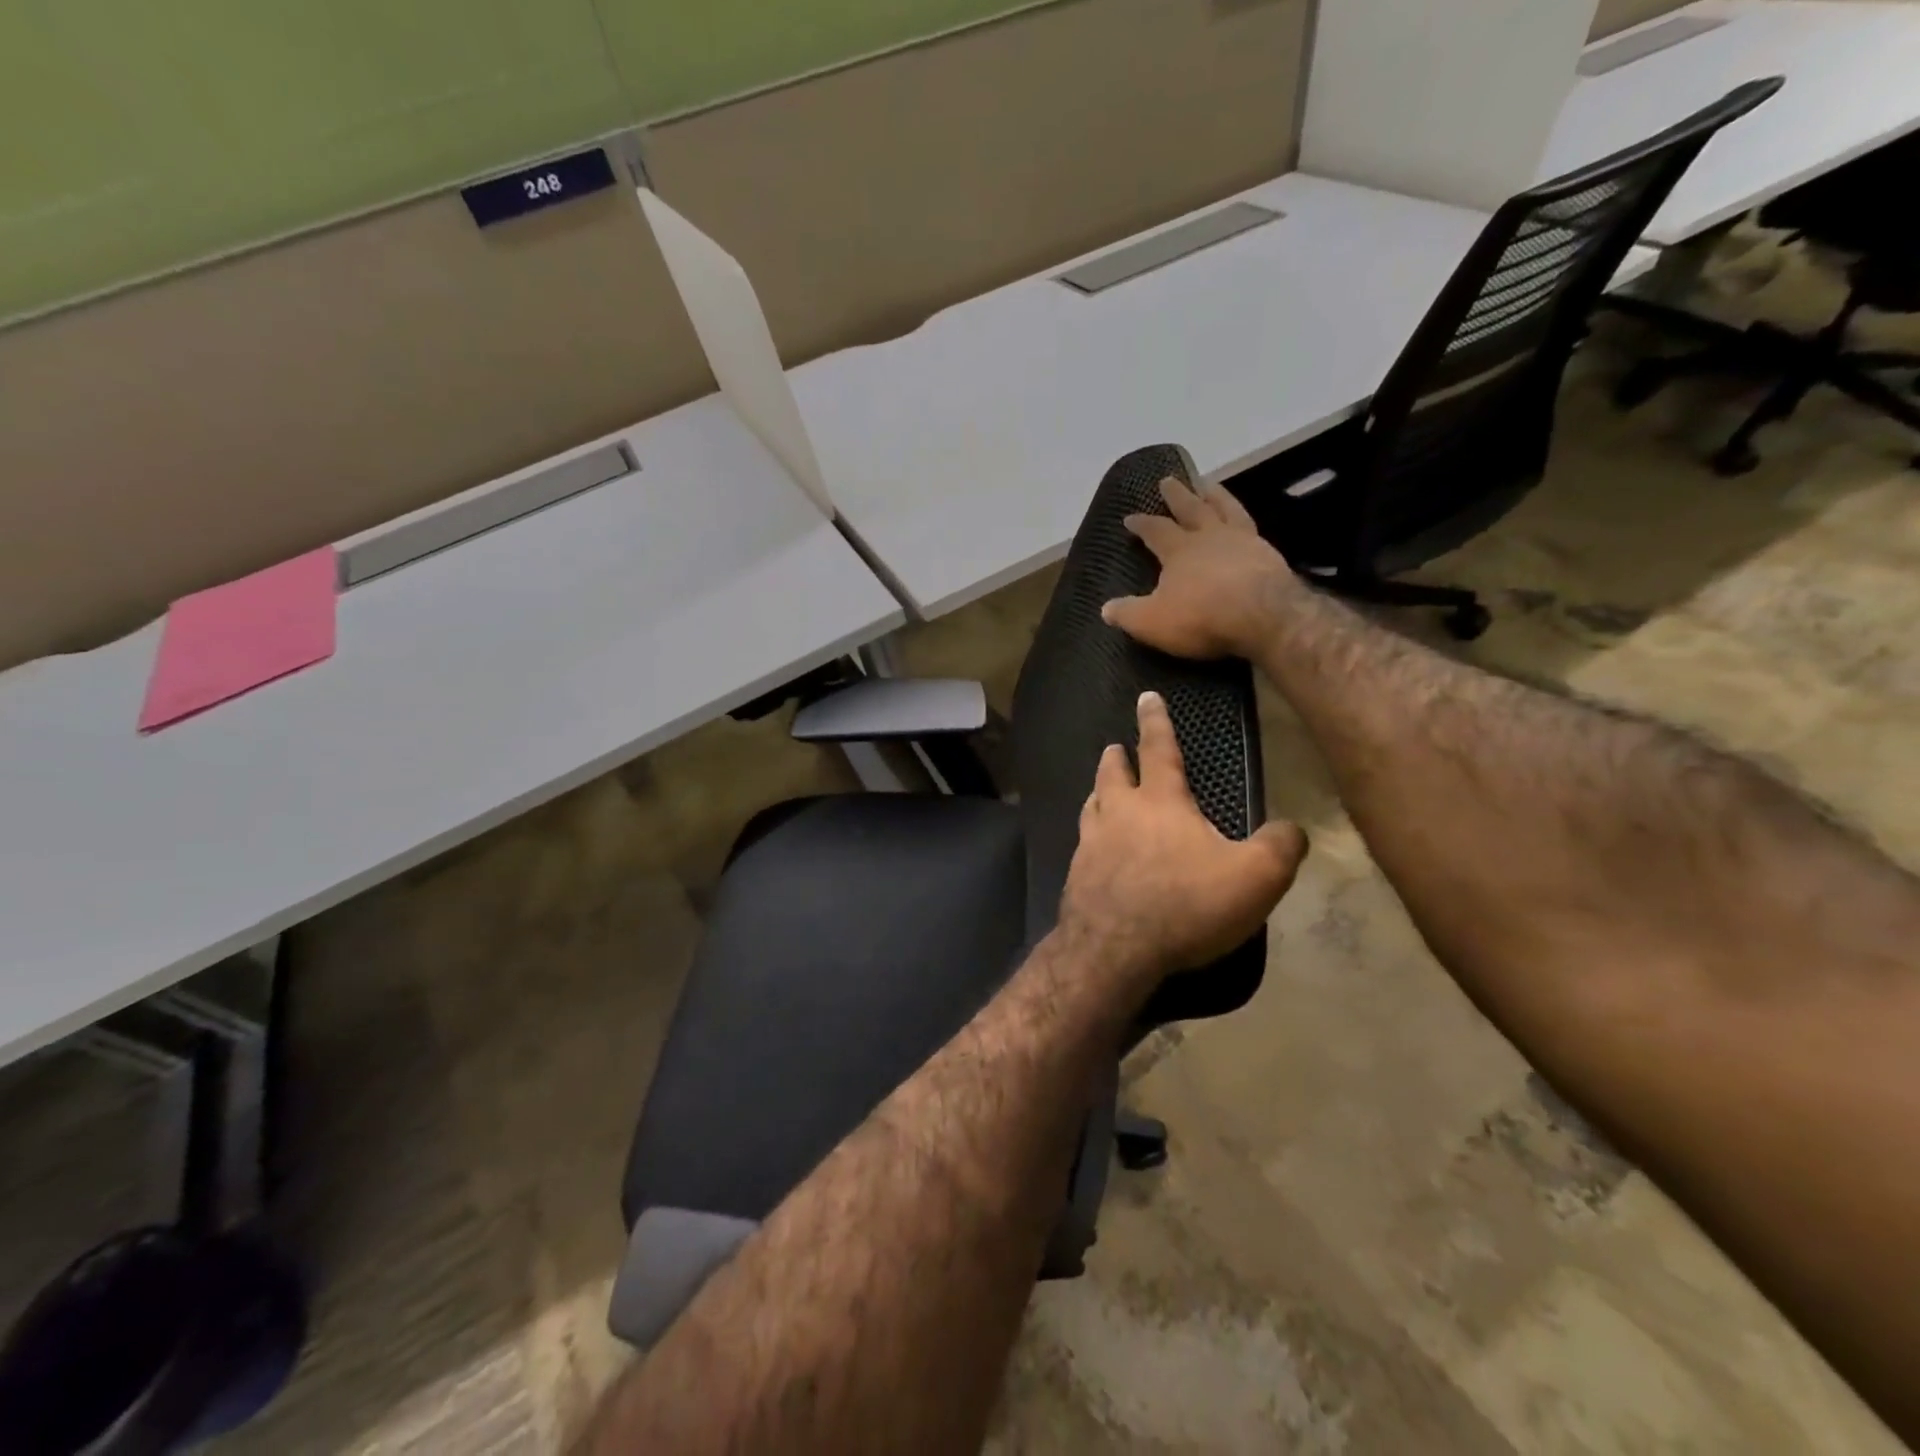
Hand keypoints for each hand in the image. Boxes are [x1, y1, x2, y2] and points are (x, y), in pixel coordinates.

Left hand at [1059, 691, 1306, 991]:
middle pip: (1112, 773)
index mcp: (1160, 802)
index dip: (1155, 721)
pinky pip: (1083, 843)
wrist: (1114, 950)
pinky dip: (1090, 834)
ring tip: (1101, 790)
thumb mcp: (1255, 877)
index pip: (1158, 749)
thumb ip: (1280, 846)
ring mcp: (1091, 843)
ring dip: (1098, 791)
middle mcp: (1119, 813)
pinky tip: (1095, 848)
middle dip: (1116, 756)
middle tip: (1115, 747)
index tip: (1146, 697)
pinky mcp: (1076, 875)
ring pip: (1092, 804)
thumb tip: (1292, 829)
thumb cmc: (1186, 905)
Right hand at [1100, 476, 1299, 660]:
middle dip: (1178, 495)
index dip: (1141, 524)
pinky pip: (1251, 527)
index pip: (1155, 530)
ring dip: (1215, 496)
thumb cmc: (1202, 616)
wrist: (1265, 616)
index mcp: (1179, 550)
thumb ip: (1128, 614)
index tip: (1130, 517)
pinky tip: (1244, 523)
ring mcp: (1244, 542)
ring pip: (1226, 509)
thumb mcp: (1152, 622)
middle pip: (1192, 508)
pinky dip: (1243, 519)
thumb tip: (1105, 609)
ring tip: (1210, 485)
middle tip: (1170, 479)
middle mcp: (1210, 537)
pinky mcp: (1269, 554)